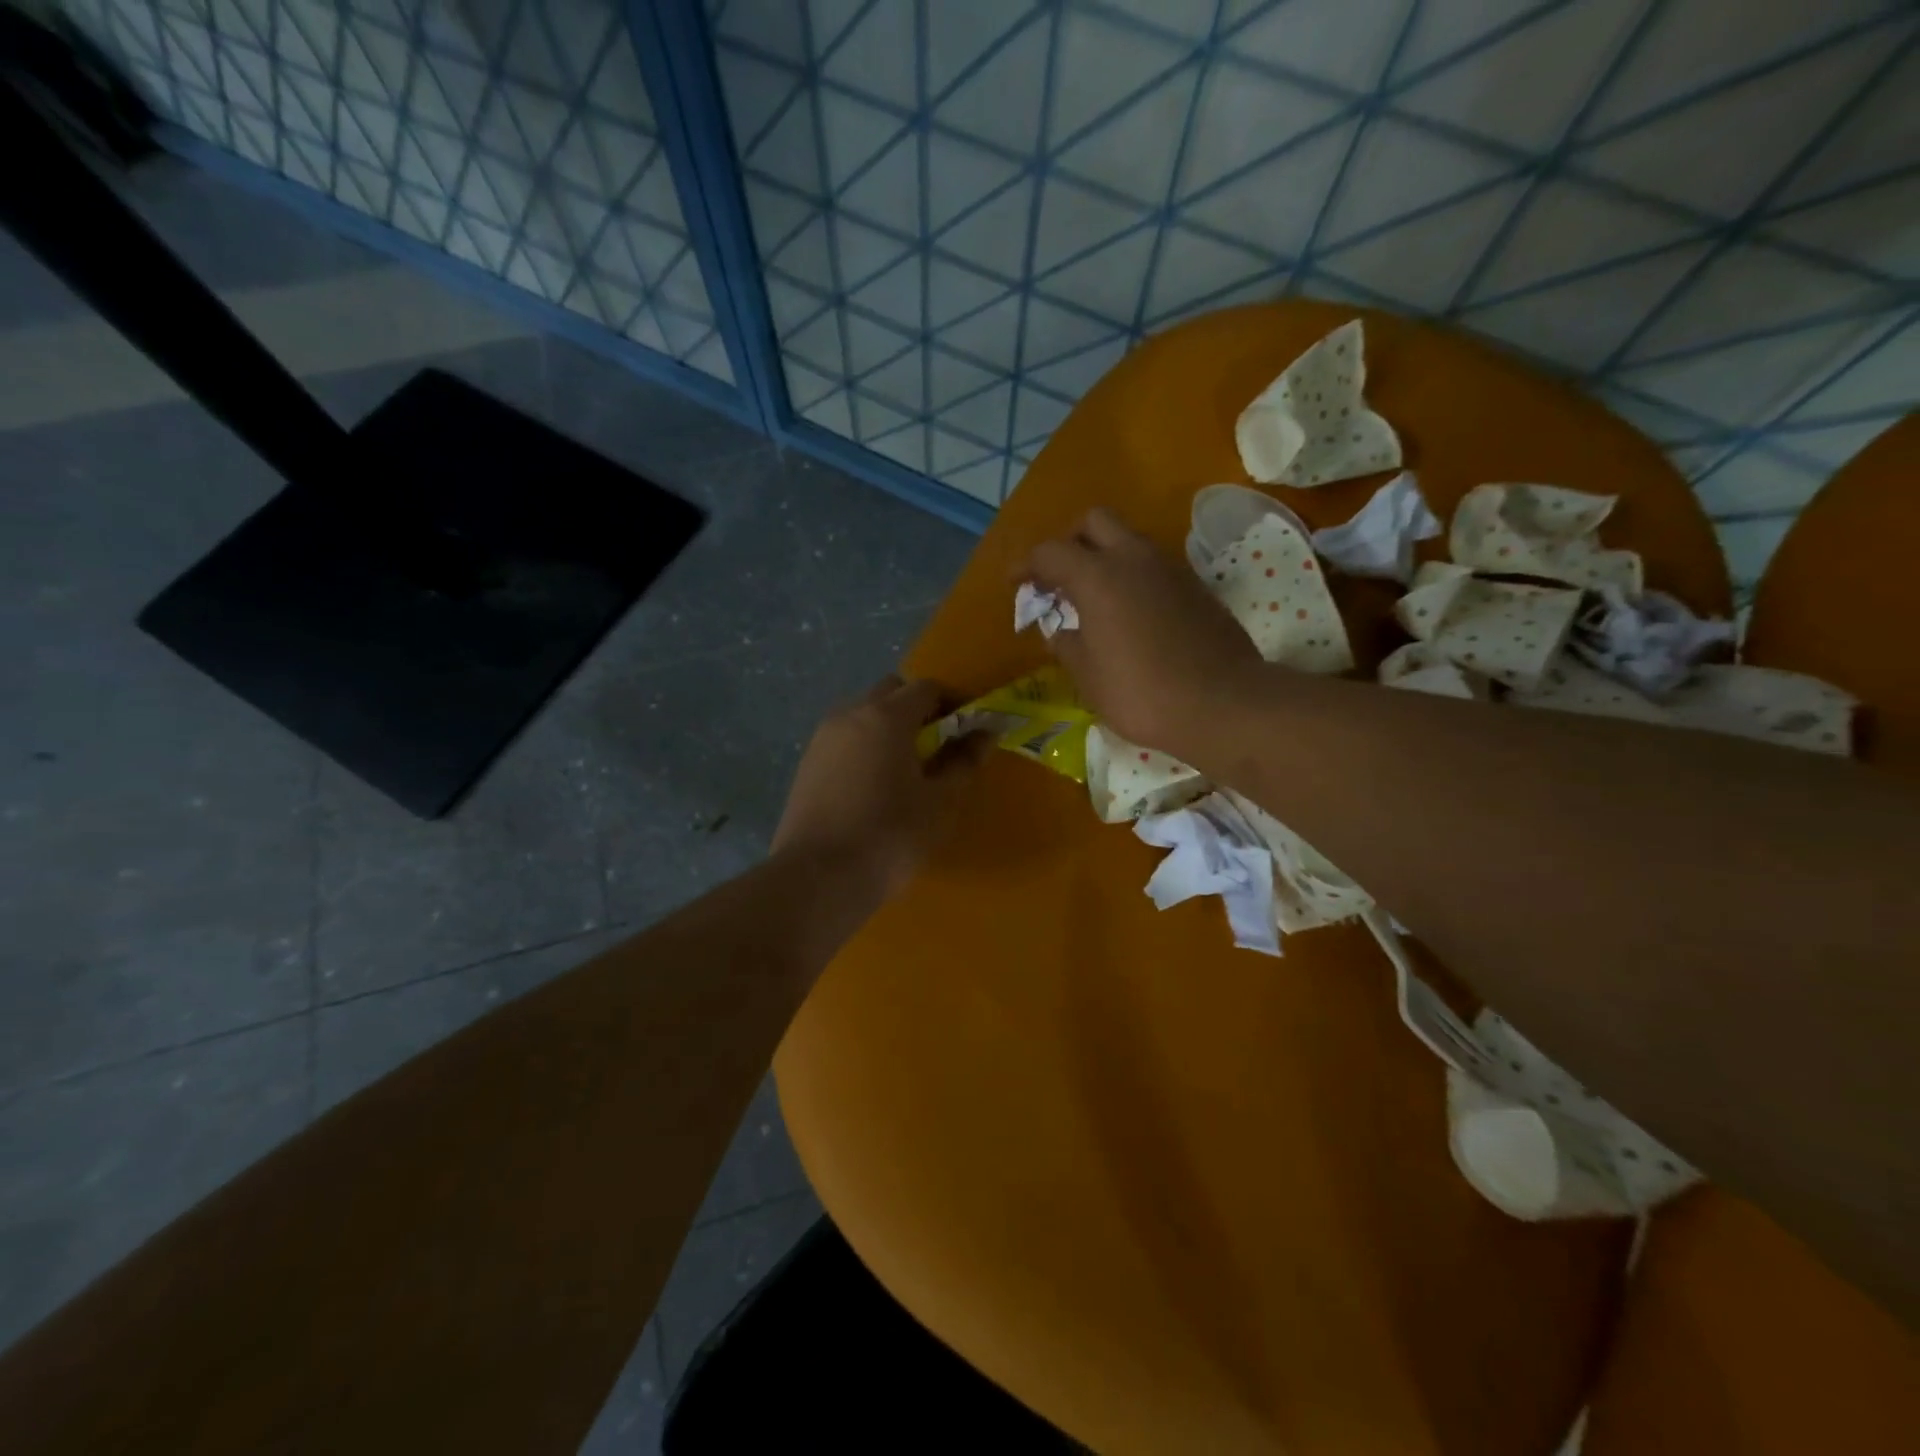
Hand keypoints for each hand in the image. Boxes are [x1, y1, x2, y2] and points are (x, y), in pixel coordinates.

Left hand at [773, 677, 985, 903]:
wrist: (818, 877)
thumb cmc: (890, 835)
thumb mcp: (940, 801)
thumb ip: (964, 760)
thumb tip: (985, 733)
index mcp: (886, 716)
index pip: (927, 688)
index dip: (953, 703)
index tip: (969, 730)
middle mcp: (850, 714)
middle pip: (891, 692)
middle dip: (919, 709)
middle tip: (938, 746)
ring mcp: (823, 737)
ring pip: (864, 713)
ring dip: (889, 726)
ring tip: (907, 768)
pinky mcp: (807, 763)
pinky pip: (845, 738)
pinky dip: (866, 746)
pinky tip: (875, 784)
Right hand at [1022, 508, 1264, 756]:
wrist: (1223, 704)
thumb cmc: (1141, 693)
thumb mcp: (1088, 676)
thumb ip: (1067, 645)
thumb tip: (1061, 631)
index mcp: (1098, 577)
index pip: (1050, 552)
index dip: (1026, 565)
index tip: (1015, 584)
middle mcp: (1134, 559)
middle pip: (1095, 522)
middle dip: (1071, 542)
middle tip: (1060, 578)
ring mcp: (1171, 569)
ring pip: (1129, 541)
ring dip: (1105, 558)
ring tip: (1094, 599)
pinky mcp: (1196, 587)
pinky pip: (1154, 566)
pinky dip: (1133, 577)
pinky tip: (1130, 614)